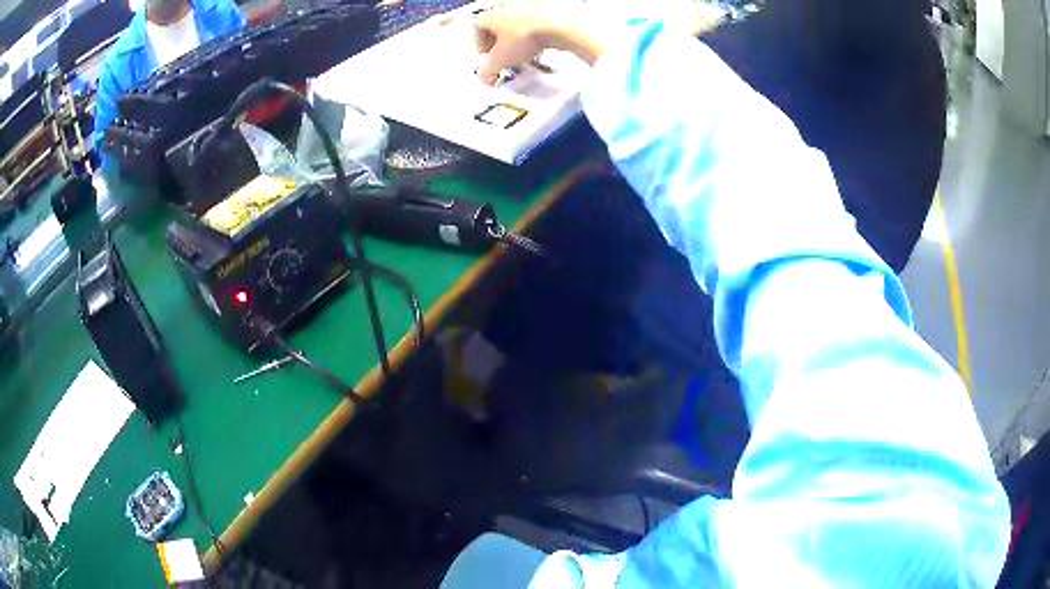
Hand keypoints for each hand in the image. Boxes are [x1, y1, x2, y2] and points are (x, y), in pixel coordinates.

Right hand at [474, 7, 554, 84]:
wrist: (558, 26)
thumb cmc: (525, 37)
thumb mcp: (501, 60)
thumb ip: (488, 70)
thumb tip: (485, 78)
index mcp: (491, 14)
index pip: (477, 28)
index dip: (480, 44)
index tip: (487, 56)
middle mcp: (506, 6)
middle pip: (497, 26)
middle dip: (499, 43)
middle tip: (504, 57)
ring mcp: (527, 6)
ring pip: (516, 25)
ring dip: (517, 40)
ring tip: (523, 55)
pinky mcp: (545, 10)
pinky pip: (534, 24)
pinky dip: (533, 36)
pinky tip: (539, 47)